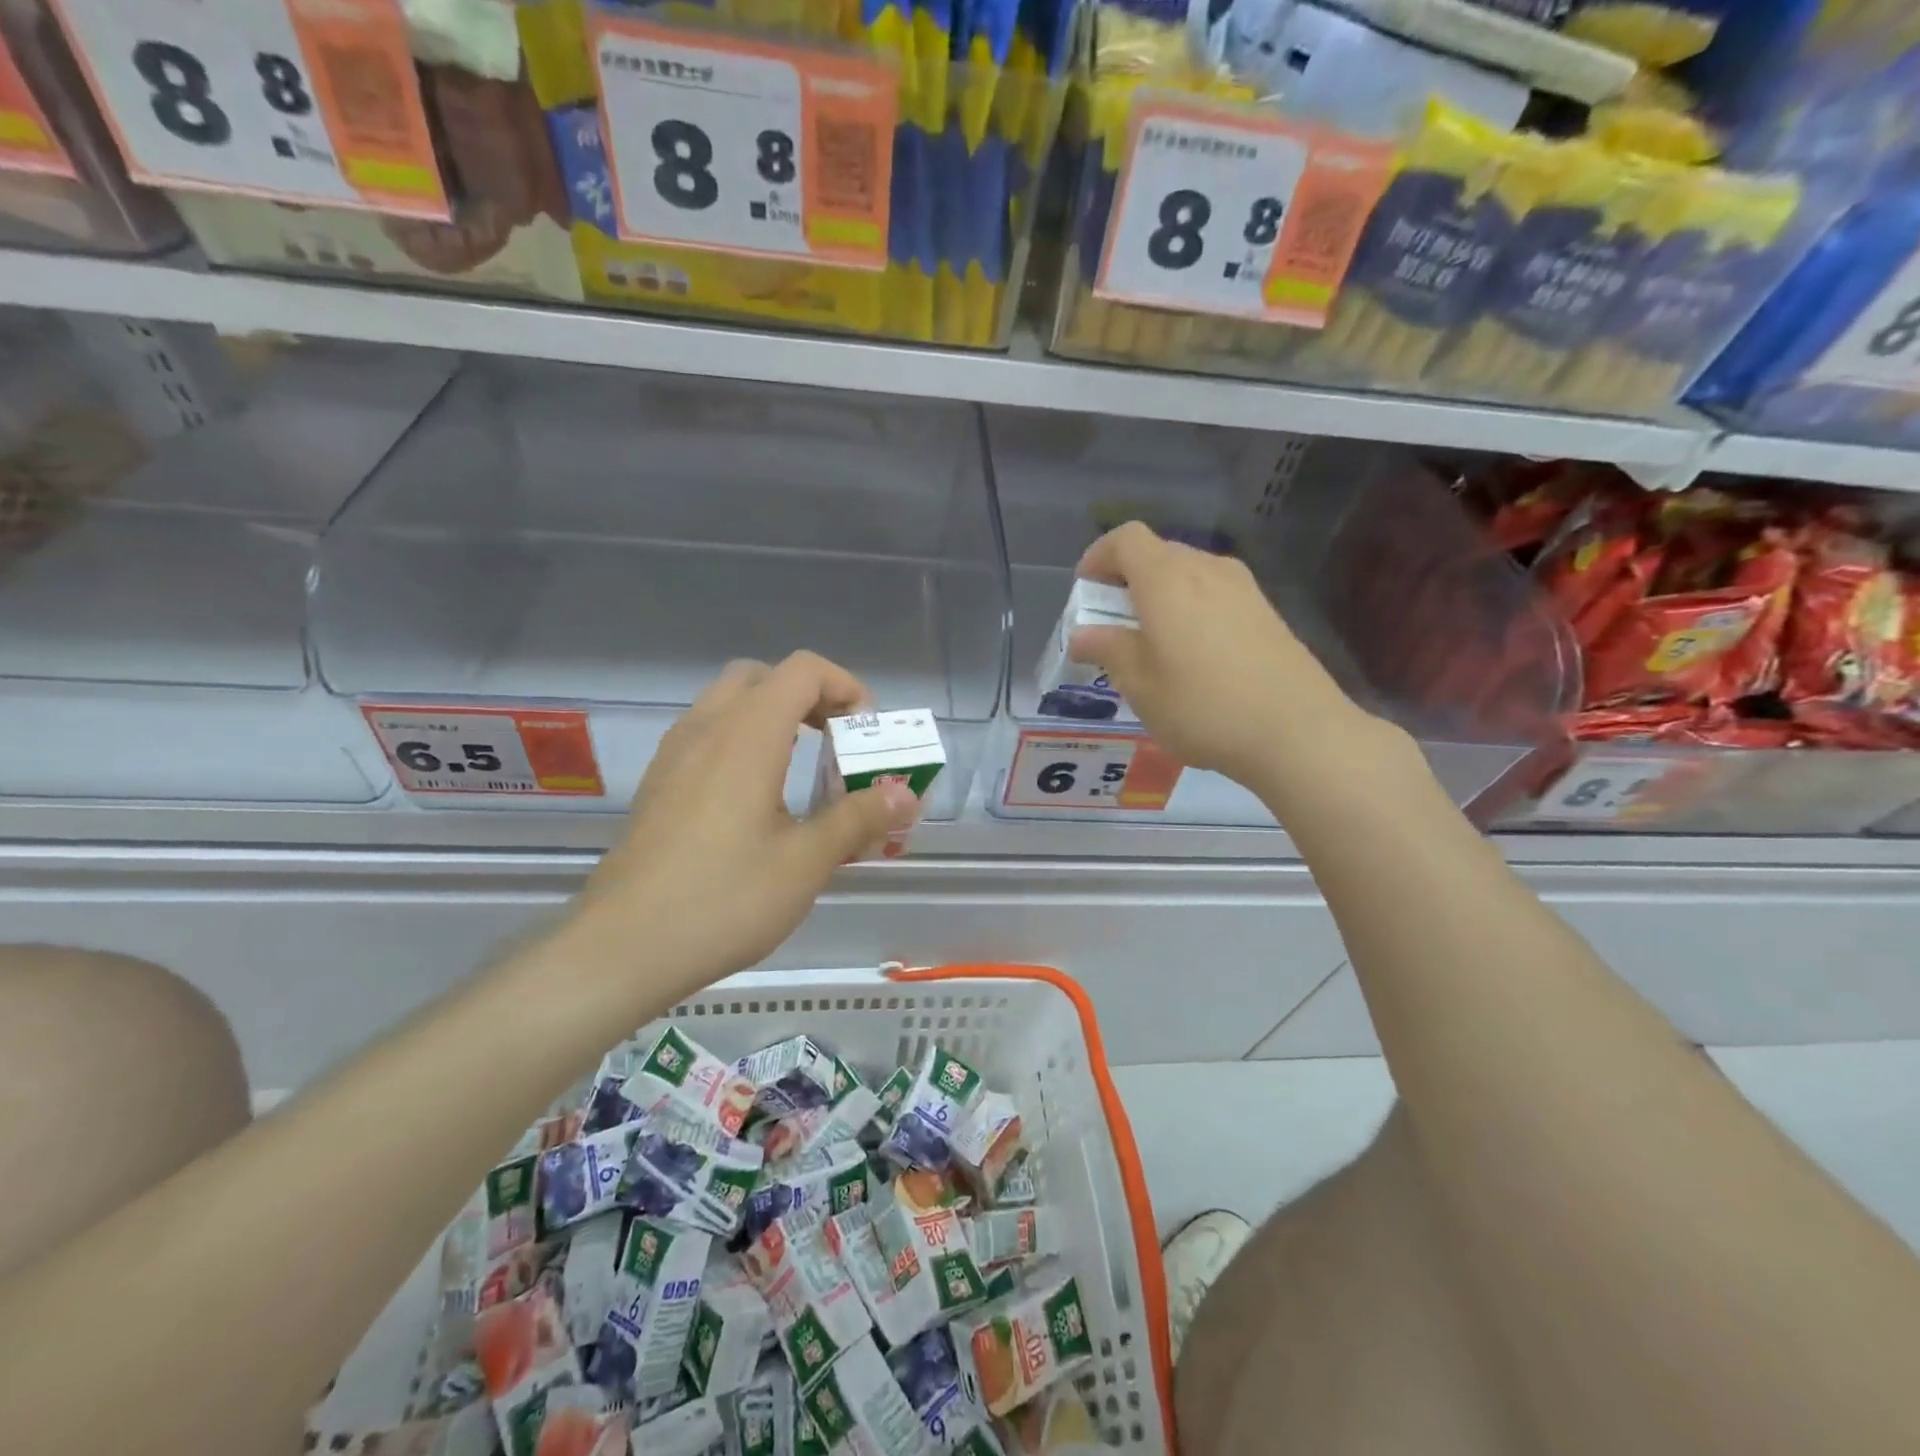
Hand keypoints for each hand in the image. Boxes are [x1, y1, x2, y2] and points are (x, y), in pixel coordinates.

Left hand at [575, 653, 919, 996]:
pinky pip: (706, 735)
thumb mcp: (806, 861)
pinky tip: (756, 799)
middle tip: (834, 741)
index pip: (802, 670)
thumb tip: (905, 794)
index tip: (865, 733)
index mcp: (747, 734)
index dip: (845, 686)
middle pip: (762, 678)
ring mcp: (674, 755)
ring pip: (728, 703)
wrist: (624, 948)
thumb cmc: (725, 899)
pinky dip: (741, 741)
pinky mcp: (658, 784)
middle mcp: (706, 729)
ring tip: (801, 769)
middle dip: (808, 697)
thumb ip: (858, 818)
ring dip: (772, 718)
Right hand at [1069, 522, 1375, 787]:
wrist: (1297, 731)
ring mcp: (1243, 588)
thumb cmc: (1203, 706)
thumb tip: (1083, 634)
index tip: (1086, 592)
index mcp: (1167, 579)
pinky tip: (1195, 657)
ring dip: (1161, 596)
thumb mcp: (1140, 685)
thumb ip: (1108, 650)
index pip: (1125, 539)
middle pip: (1157, 553)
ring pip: (1189, 574)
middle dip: (1127, 580)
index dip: (1098, 557)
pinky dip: (1192, 610)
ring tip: (1152, 644)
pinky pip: (1215, 594)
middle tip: (1113, 625)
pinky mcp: (1266, 611)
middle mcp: (1207, 569)